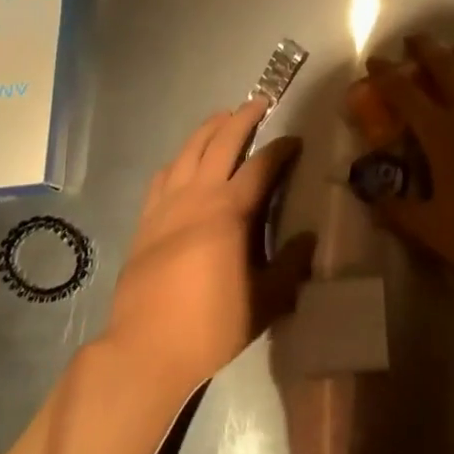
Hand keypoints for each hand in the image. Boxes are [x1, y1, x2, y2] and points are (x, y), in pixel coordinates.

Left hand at [102, 99, 315, 403]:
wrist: (144, 350)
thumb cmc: (210, 326)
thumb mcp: (265, 302)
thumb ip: (291, 266)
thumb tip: (309, 238)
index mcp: (231, 210)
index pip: (262, 165)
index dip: (281, 148)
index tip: (295, 140)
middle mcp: (199, 195)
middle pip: (222, 141)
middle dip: (243, 117)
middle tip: (259, 103)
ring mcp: (167, 204)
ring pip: (189, 150)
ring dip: (209, 128)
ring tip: (223, 118)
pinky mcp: (146, 220)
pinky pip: (163, 175)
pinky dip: (179, 159)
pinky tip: (183, 161)